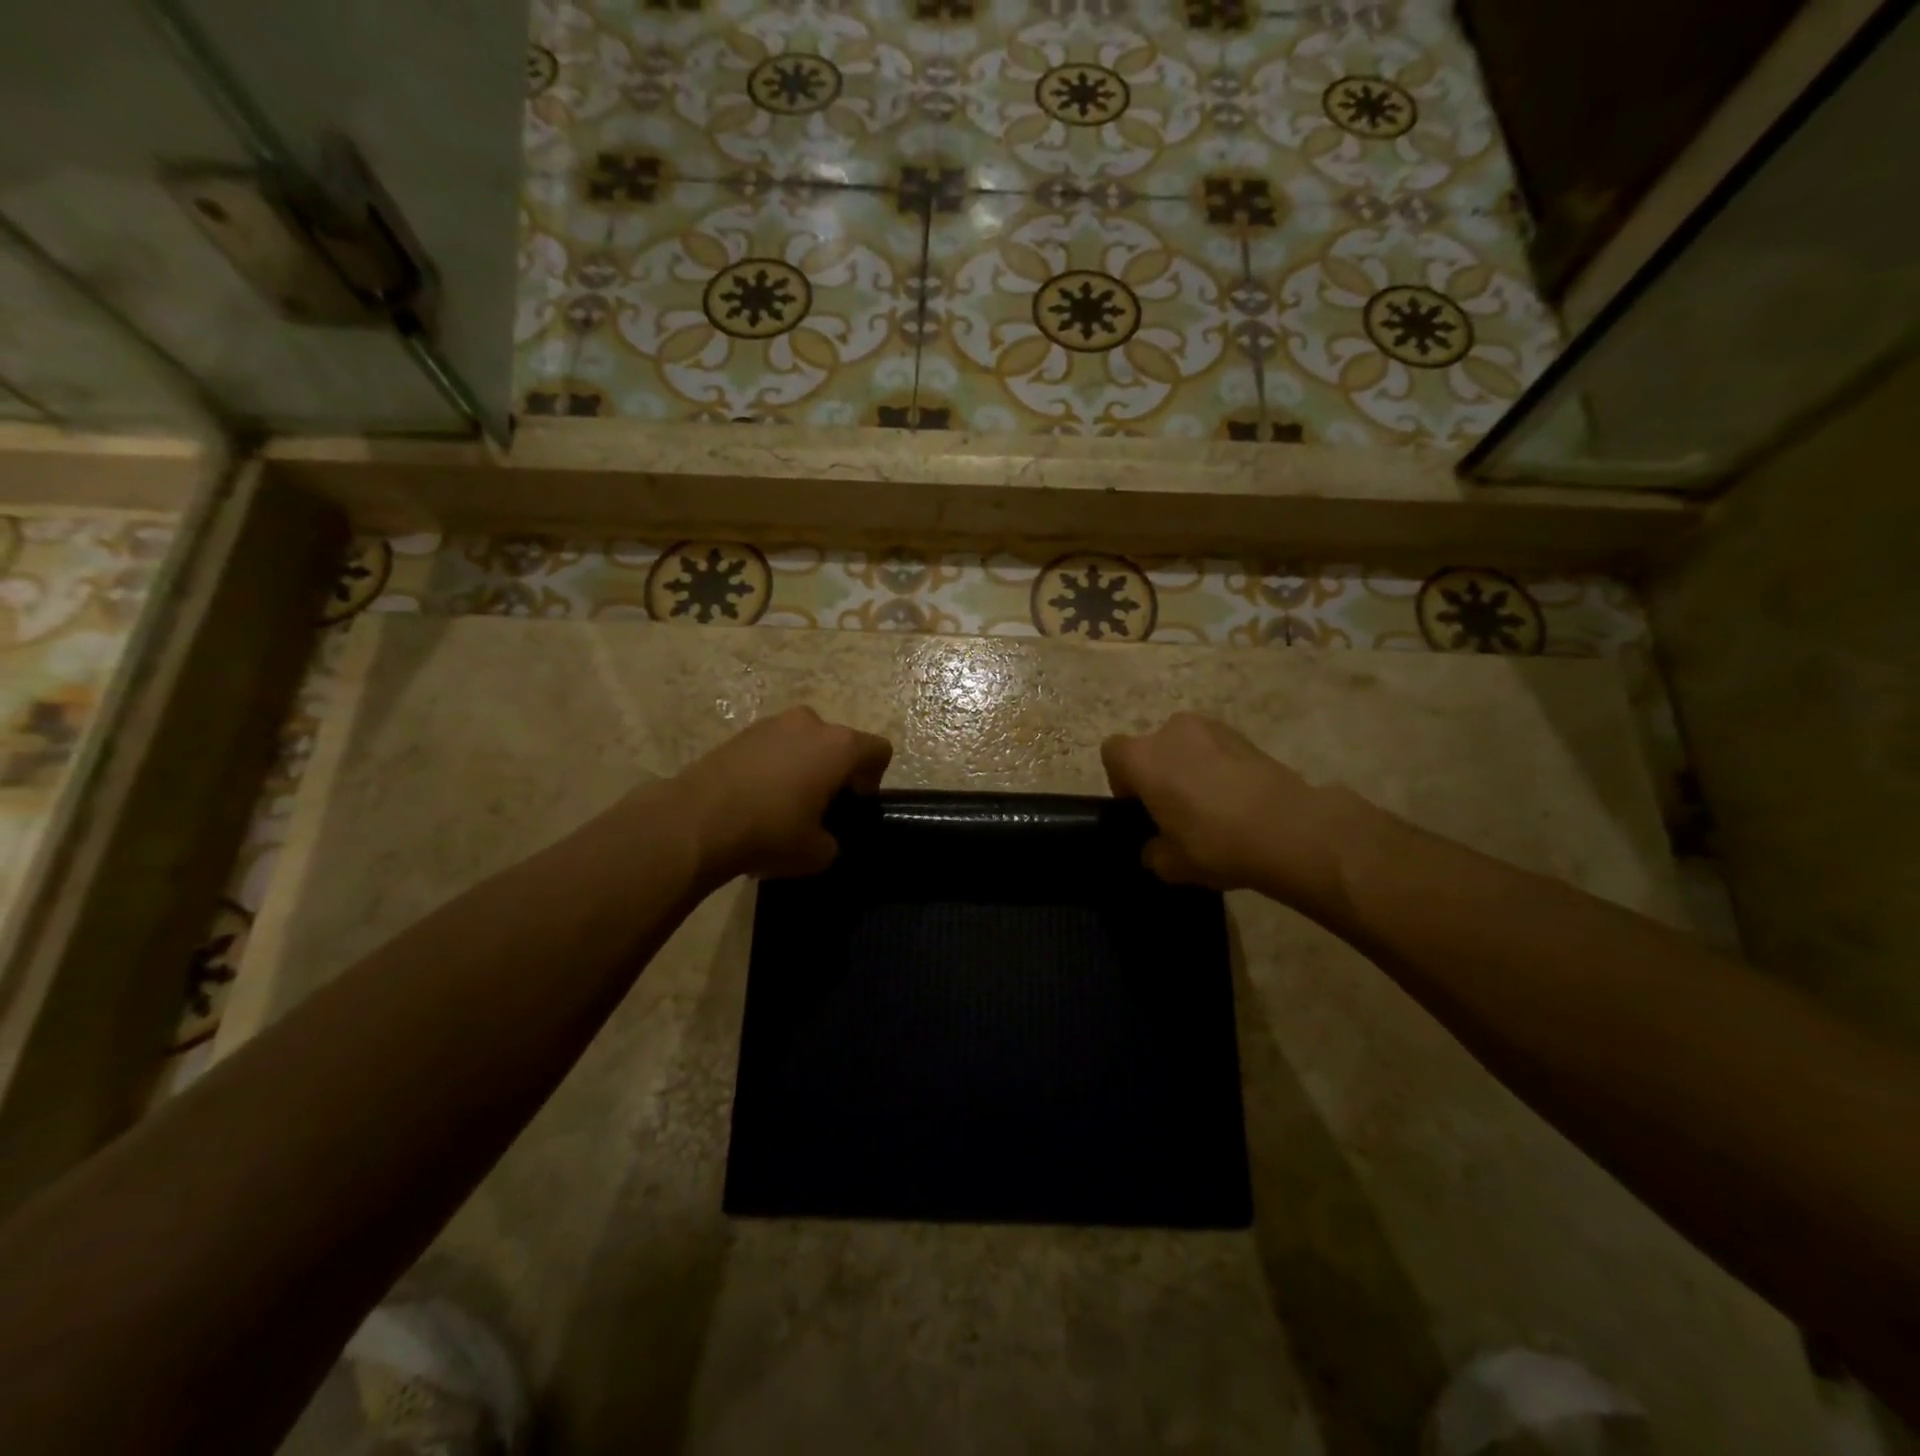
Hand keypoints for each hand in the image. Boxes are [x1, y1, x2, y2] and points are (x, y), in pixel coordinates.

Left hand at [675, 706, 892, 881]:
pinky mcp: (740, 733)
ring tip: (783, 804)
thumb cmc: (770, 832)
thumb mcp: (818, 853)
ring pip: (803, 743)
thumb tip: (824, 837)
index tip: (851, 806)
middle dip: (835, 772)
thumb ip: (834, 840)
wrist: (696, 821)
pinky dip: (773, 767)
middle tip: (819, 808)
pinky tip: (755, 799)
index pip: (879, 751)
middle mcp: (810, 723)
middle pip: (839, 743)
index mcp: (839, 746)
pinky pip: (772, 747)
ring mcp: (772, 723)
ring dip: (802, 767)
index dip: (873, 780)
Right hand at [1100, 713, 1364, 911]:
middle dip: (1159, 774)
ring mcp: (1213, 728)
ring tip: (1210, 808)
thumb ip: (1153, 852)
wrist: (1289, 829)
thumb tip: (1155, 848)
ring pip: (1187, 747)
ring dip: (1190, 769)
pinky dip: (1220, 770)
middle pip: (1152, 748)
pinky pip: (1217, 751)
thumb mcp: (1170, 864)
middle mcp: (1172, 732)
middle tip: (1175, 812)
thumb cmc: (1214, 842)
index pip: (1112, 754)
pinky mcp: (1246, 736)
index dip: (1122, 782)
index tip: (1140, 810)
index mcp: (1143, 757)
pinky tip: (1237, 802)